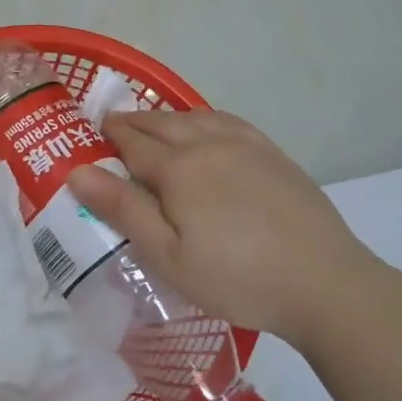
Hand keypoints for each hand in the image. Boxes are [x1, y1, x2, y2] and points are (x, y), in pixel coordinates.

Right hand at [68, 109, 386, 346]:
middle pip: (163, 124)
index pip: (134, 143)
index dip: (110, 136)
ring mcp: (247, 146)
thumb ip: (123, 210)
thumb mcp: (168, 256)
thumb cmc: (236, 277)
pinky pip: (230, 122)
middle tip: (114, 125)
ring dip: (169, 118)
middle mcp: (210, 144)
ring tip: (155, 125)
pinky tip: (209, 128)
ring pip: (197, 118)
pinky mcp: (274, 155)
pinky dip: (207, 118)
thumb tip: (77, 171)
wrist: (323, 282)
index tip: (92, 131)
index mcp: (179, 169)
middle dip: (135, 122)